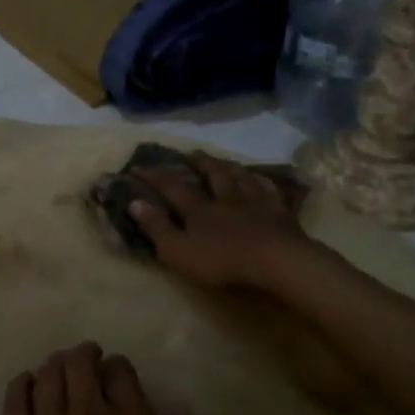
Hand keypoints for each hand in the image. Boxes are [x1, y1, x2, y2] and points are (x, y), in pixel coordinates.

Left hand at [0, 344, 213, 414]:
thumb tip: (180, 414)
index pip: (122, 372)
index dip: (120, 370)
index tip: (119, 378)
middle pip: (79, 363)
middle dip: (85, 357)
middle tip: (87, 364)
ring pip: (46, 374)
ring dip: (55, 365)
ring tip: (59, 371)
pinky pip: (14, 399)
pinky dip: (21, 383)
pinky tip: (27, 385)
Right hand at [127, 152, 313, 290]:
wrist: (276, 261)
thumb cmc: (222, 261)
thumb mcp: (178, 251)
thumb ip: (156, 228)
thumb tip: (134, 202)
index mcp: (199, 209)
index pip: (172, 186)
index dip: (154, 176)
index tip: (138, 167)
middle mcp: (226, 198)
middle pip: (213, 175)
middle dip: (200, 163)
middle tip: (192, 153)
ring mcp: (256, 203)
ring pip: (242, 177)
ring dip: (230, 167)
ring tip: (225, 161)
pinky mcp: (281, 213)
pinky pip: (271, 191)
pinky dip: (263, 182)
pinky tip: (262, 180)